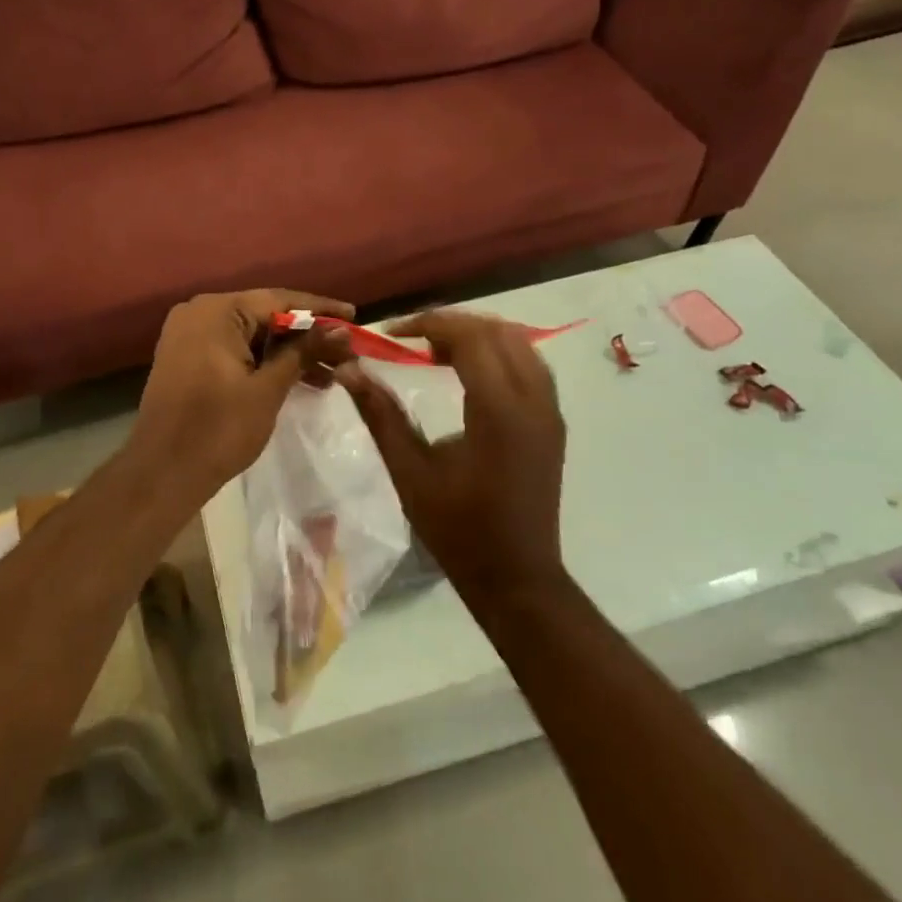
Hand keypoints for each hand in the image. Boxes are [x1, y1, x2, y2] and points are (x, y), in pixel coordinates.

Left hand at [134, 288, 355, 490]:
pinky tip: (297, 379)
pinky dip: (263, 362)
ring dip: (287, 353)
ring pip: (251, 335)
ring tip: (331, 373)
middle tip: (346, 351)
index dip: (320, 309)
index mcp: (216, 311)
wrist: (162, 473)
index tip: (354, 315)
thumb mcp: (268, 388)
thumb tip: (342, 329)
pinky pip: (234, 349)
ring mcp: (189, 334)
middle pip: (265, 315)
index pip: (279, 299)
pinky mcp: (188, 357)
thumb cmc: (218, 429)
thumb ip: (304, 352)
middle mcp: (199, 312)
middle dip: (306, 335)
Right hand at [335, 311, 566, 596]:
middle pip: (497, 331)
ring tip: (436, 349)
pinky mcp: (553, 421)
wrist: (517, 578)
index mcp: (498, 412)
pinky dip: (498, 351)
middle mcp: (533, 401)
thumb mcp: (410, 472)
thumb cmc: (458, 529)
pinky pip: (530, 363)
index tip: (393, 333)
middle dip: (452, 323)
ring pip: (519, 342)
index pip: (470, 338)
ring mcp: (549, 410)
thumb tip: (348, 369)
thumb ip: (380, 414)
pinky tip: (468, 369)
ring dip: (477, 334)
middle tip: (412, 338)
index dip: (429, 323)